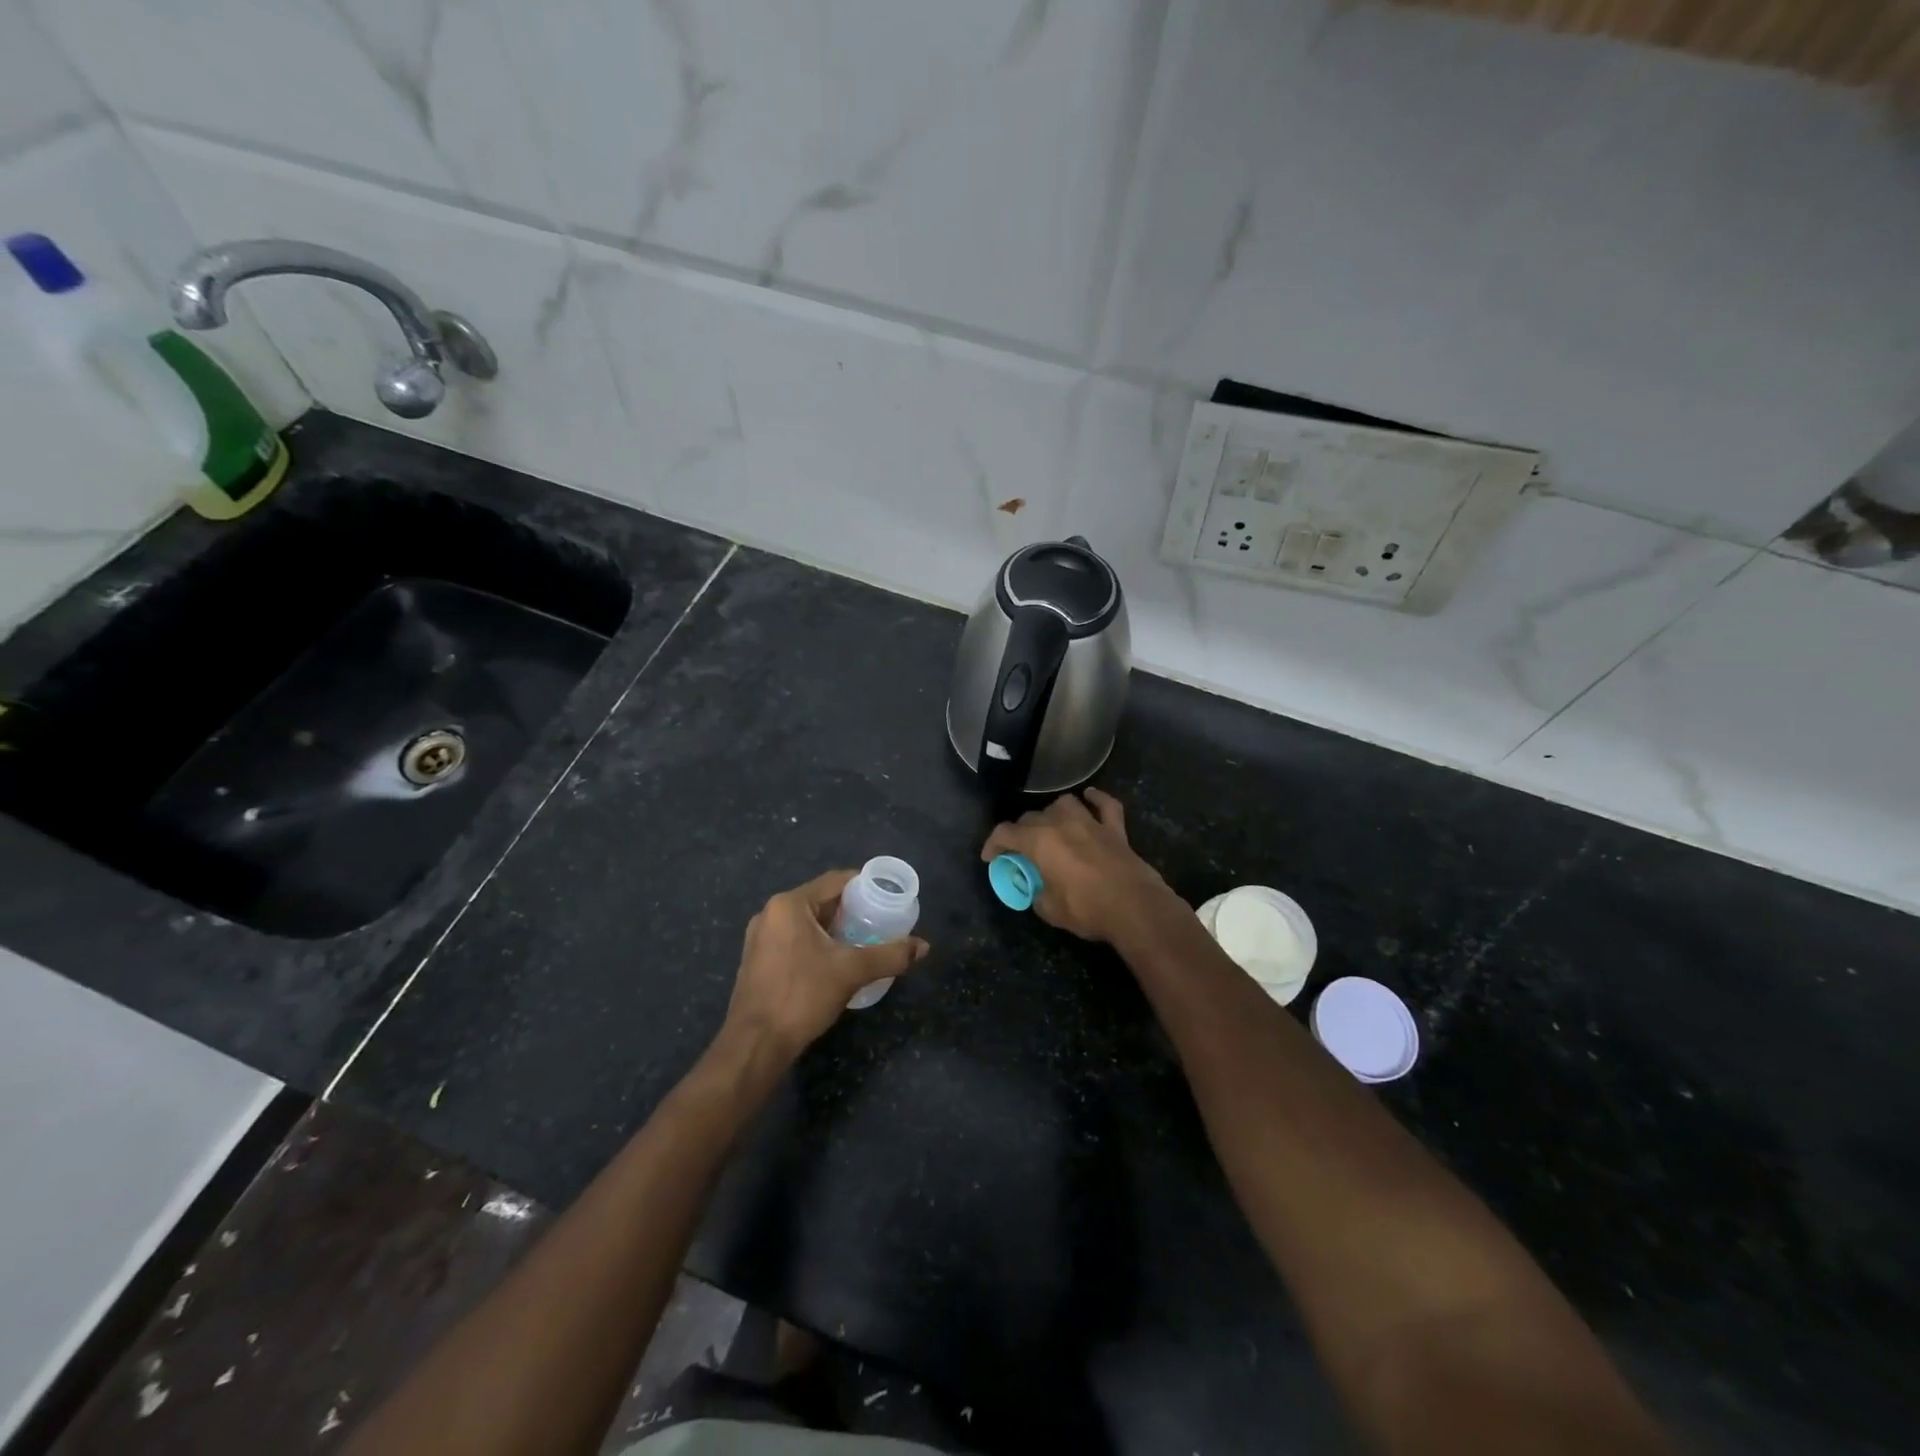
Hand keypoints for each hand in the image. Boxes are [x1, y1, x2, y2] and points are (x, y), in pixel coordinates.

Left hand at [723, 870, 929, 1056]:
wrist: (755, 1045)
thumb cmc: (802, 996)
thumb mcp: (852, 972)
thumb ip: (889, 956)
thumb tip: (923, 946)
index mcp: (790, 904)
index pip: (835, 881)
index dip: (865, 886)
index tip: (888, 898)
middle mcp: (771, 913)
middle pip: (821, 900)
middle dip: (852, 910)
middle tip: (881, 921)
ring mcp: (760, 937)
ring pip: (807, 922)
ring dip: (835, 928)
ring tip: (864, 941)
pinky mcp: (758, 960)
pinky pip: (794, 939)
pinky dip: (817, 943)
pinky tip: (835, 961)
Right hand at [980, 788, 1180, 944]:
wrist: (1134, 907)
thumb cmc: (1087, 909)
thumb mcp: (1049, 909)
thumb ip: (1037, 894)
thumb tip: (1039, 891)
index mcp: (1039, 841)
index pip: (1005, 833)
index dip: (993, 844)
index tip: (991, 858)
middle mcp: (1060, 823)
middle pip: (1031, 818)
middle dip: (1021, 833)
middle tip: (1021, 852)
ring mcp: (1090, 822)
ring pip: (1064, 804)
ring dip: (1053, 813)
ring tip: (1052, 827)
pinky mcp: (1115, 829)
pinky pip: (1105, 805)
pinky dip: (1096, 799)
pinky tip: (1090, 797)